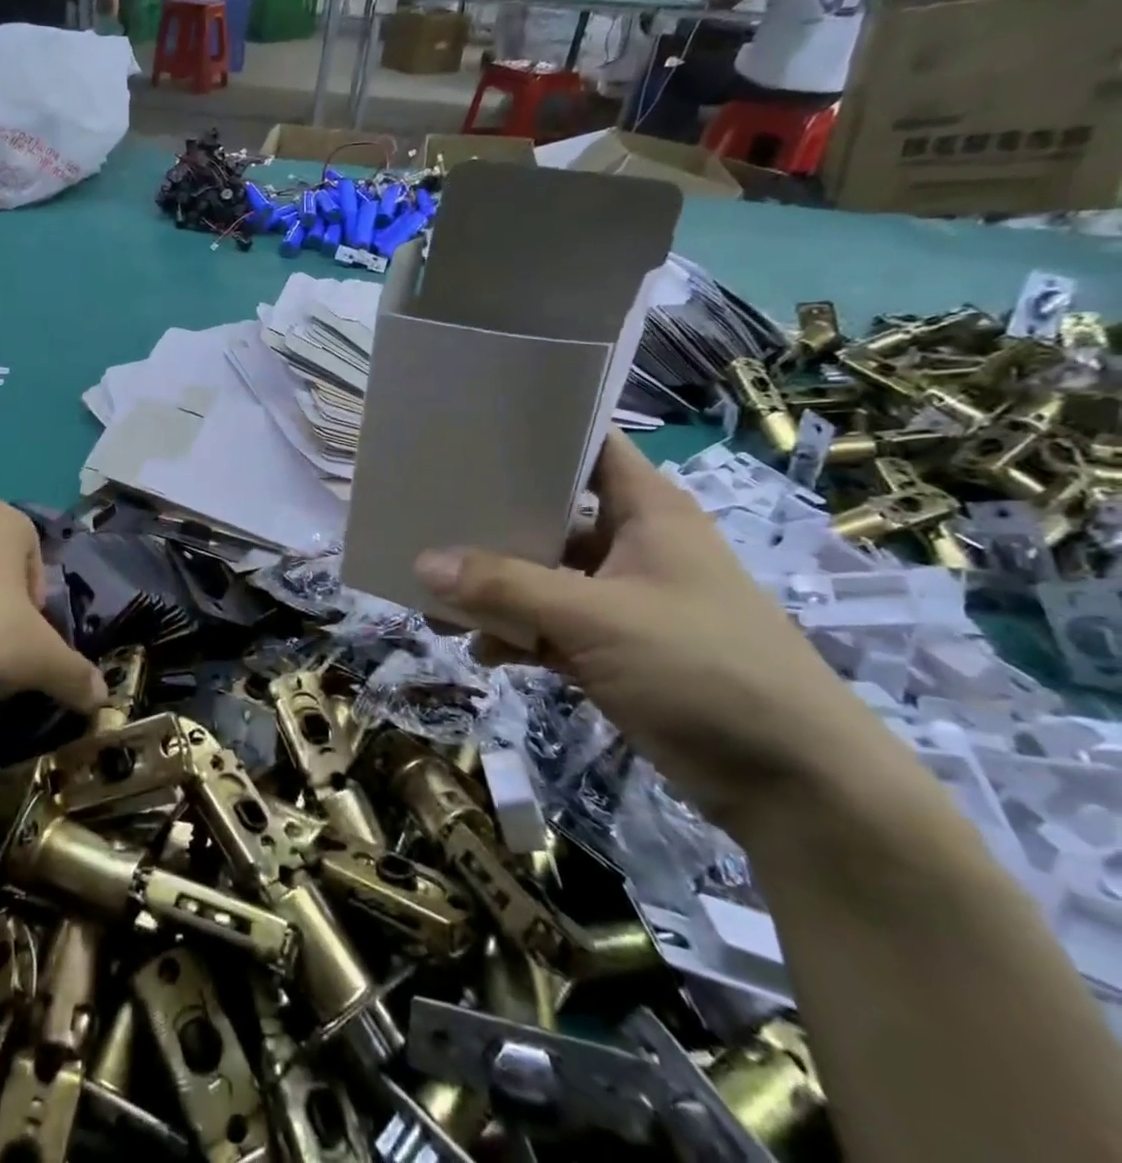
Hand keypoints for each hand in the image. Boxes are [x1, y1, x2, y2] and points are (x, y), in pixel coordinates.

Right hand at [412, 433, 905, 830]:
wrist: (795, 785)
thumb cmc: (701, 668)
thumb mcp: (593, 618)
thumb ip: (504, 587)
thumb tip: (422, 563)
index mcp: (647, 513)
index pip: (589, 448)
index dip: (537, 434)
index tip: (470, 432)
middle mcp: (634, 546)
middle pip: (552, 515)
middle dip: (492, 521)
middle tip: (429, 514)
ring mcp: (625, 600)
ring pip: (544, 576)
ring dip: (495, 588)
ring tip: (436, 596)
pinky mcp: (617, 650)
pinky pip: (550, 627)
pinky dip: (516, 634)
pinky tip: (479, 649)